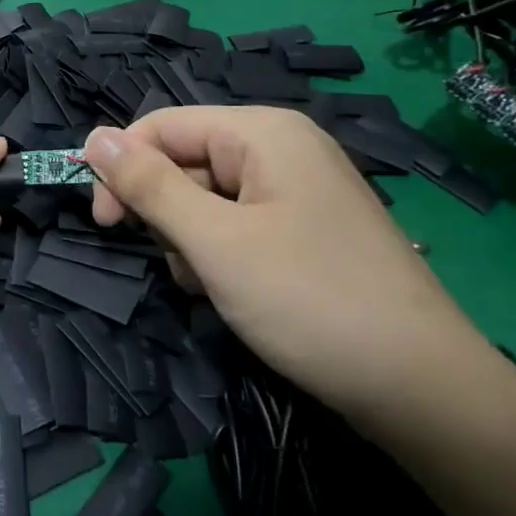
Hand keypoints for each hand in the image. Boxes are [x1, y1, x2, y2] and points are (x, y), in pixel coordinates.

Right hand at [84, 107, 495, 424]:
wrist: (422, 390)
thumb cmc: (309, 301)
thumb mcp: (213, 242)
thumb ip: (149, 185)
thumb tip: (92, 137)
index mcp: (263, 132)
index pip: (161, 125)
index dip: (122, 167)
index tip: (105, 223)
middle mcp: (282, 148)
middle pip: (185, 160)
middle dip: (166, 212)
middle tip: (183, 264)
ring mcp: (297, 190)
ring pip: (205, 197)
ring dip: (191, 240)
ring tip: (215, 285)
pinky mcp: (305, 229)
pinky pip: (237, 223)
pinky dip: (220, 255)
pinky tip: (234, 292)